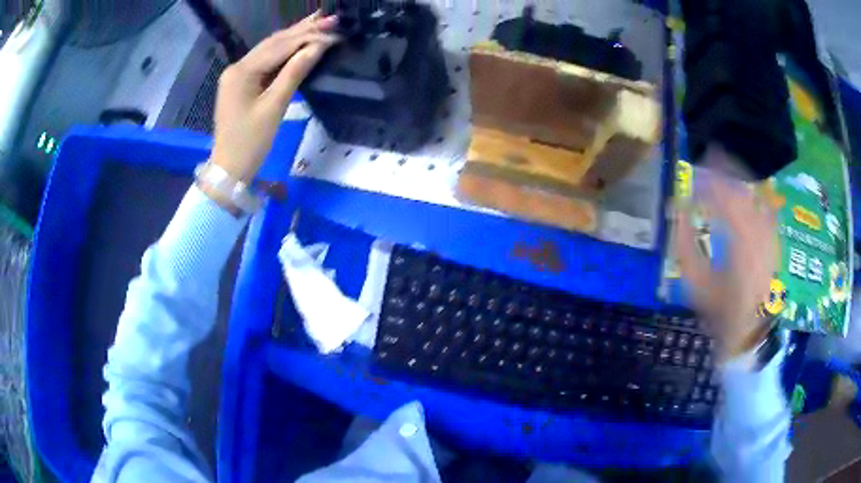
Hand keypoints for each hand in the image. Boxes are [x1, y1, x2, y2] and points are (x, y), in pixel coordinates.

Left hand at [210, 12, 338, 181]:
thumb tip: (317, 47)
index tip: (335, 31)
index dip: (308, 37)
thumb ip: (294, 73)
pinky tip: (300, 42)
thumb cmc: (250, 142)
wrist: (229, 168)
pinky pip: (266, 63)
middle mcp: (237, 67)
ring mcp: (238, 75)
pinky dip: (284, 53)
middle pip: (273, 43)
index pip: (279, 46)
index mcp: (241, 72)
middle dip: (302, 30)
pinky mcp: (242, 83)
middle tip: (331, 18)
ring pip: (270, 50)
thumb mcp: (274, 107)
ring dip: (295, 37)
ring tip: (319, 22)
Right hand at [674, 146, 778, 359]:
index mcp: (740, 245)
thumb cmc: (721, 313)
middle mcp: (760, 235)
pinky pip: (766, 208)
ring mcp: (770, 237)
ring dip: (741, 178)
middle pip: (744, 190)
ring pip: (756, 195)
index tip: (692, 176)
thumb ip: (685, 246)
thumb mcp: (697, 286)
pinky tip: (748, 189)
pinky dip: (755, 194)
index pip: (725, 199)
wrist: (750, 334)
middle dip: (726, 169)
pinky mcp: (774, 242)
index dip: (708, 183)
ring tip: (726, 165)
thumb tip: (676, 211)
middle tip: (709, 155)